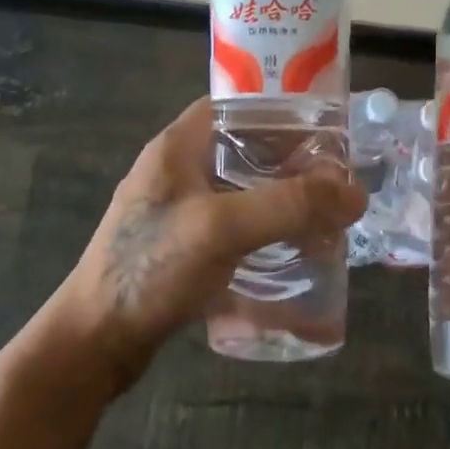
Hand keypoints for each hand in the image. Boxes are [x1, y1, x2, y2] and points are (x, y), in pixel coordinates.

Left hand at [52, 97, 365, 395]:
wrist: (94, 342)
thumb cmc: (150, 269)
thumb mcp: (221, 227)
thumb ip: (289, 205)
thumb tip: (355, 192)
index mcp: (178, 147)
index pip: (237, 106)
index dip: (283, 111)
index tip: (327, 129)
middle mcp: (179, 171)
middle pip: (247, 150)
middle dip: (293, 163)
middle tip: (337, 181)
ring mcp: (180, 211)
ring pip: (245, 191)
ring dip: (283, 201)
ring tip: (326, 218)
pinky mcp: (184, 248)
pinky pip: (236, 227)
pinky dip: (266, 232)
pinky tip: (293, 252)